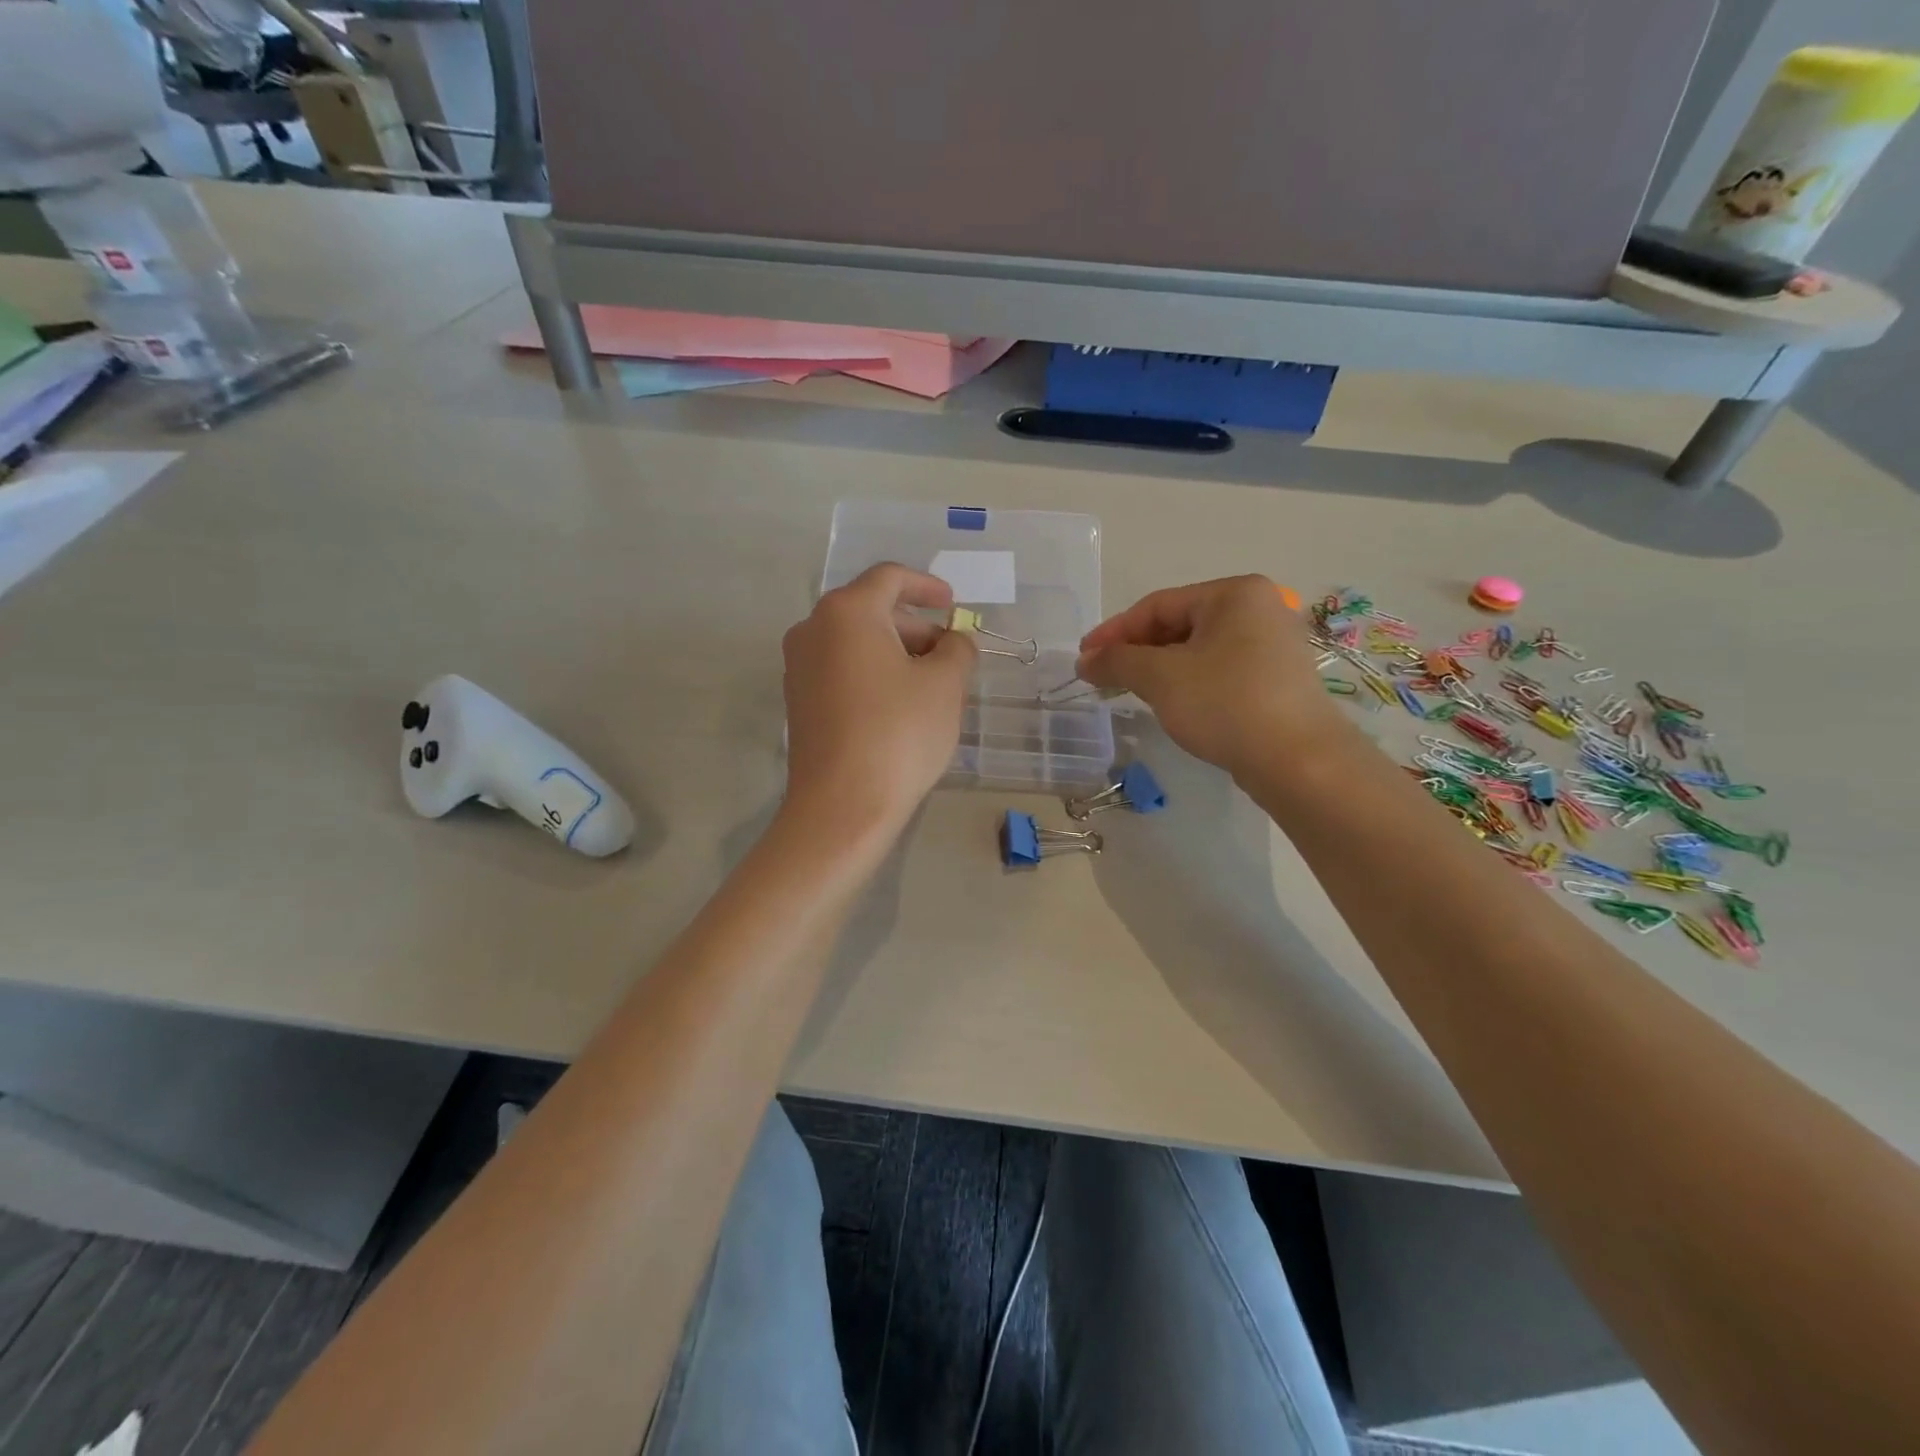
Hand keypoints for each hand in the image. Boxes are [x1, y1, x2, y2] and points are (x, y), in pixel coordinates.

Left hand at [782, 563, 975, 833]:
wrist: (842, 806)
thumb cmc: (898, 733)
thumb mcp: (945, 685)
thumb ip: (957, 649)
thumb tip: (954, 641)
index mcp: (847, 612)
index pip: (890, 578)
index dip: (927, 586)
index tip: (953, 604)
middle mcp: (813, 630)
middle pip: (871, 610)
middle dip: (915, 627)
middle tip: (950, 656)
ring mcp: (799, 667)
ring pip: (856, 643)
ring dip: (896, 653)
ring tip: (931, 686)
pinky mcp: (798, 702)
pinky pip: (841, 670)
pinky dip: (873, 674)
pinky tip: (900, 707)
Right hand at [1077, 575, 1350, 782]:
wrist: (1299, 760)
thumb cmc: (1225, 704)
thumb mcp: (1160, 678)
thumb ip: (1117, 661)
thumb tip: (1085, 659)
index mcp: (1234, 593)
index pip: (1158, 605)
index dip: (1114, 632)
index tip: (1084, 658)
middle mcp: (1260, 608)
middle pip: (1179, 624)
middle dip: (1137, 651)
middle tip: (1104, 677)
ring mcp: (1274, 644)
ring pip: (1199, 649)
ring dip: (1159, 668)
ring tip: (1131, 692)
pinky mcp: (1279, 678)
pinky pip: (1220, 669)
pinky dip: (1189, 681)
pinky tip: (1173, 703)